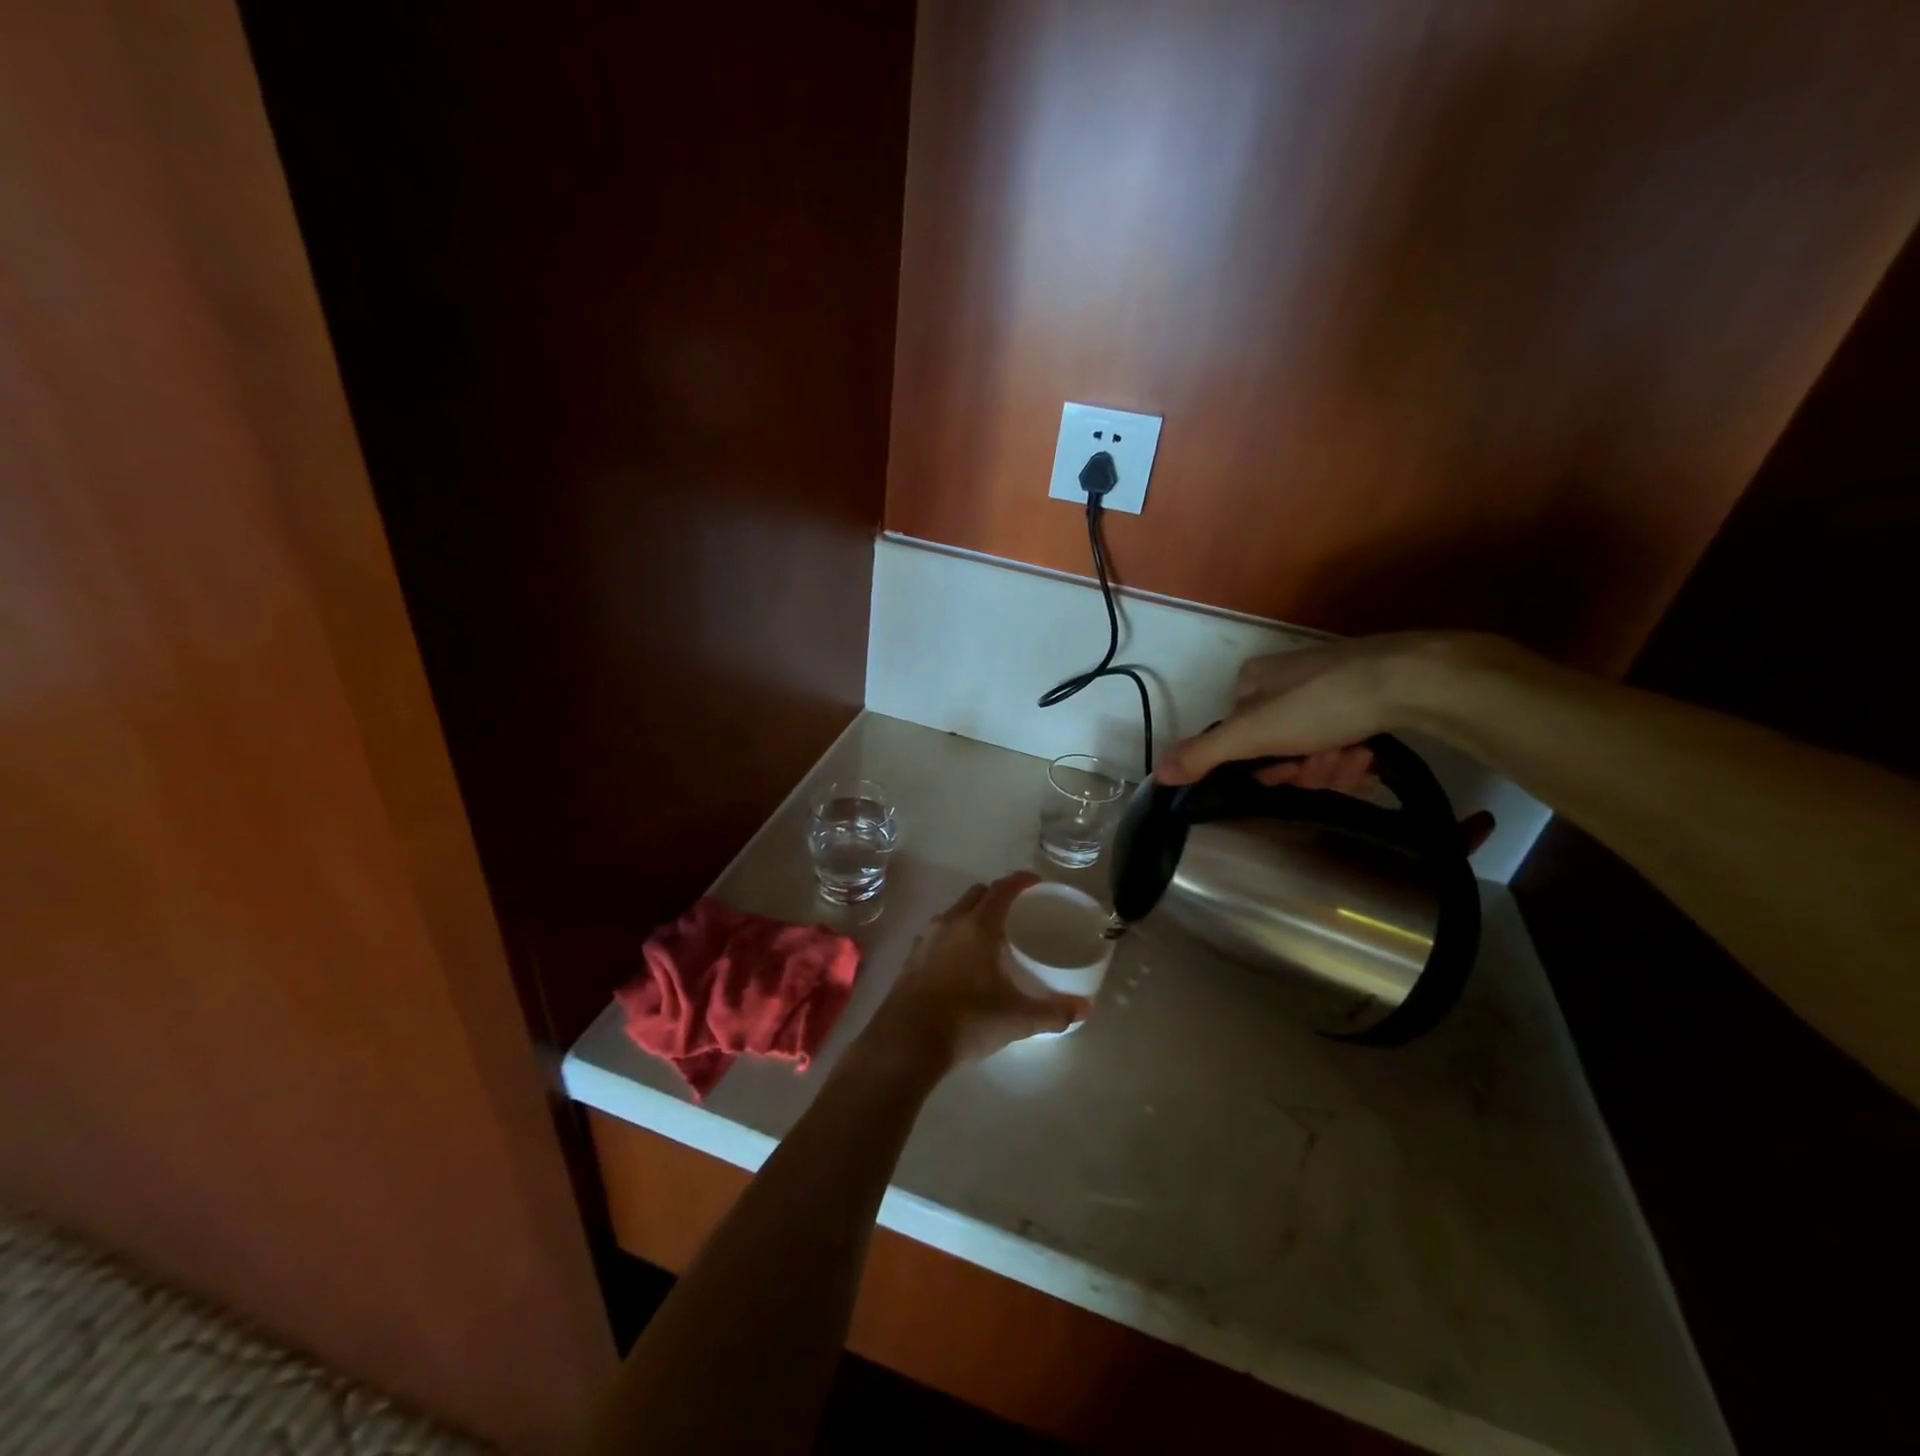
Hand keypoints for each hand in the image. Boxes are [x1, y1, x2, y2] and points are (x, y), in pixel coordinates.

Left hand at [858, 873, 1088, 1073]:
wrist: (906, 1042)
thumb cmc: (967, 1020)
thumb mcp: (1017, 1019)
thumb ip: (1053, 1012)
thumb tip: (1084, 1008)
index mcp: (978, 926)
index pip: (1003, 889)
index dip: (1021, 881)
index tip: (1036, 882)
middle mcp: (951, 923)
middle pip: (977, 894)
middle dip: (997, 895)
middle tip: (1017, 911)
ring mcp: (927, 939)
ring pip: (954, 913)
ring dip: (973, 915)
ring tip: (991, 937)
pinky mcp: (912, 958)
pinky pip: (938, 935)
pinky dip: (953, 937)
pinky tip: (962, 962)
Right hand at [1158, 631, 1503, 788]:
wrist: (1412, 679)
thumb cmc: (1321, 703)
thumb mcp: (1253, 733)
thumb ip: (1204, 754)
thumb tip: (1157, 774)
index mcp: (1250, 682)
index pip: (1238, 738)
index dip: (1261, 765)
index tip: (1285, 772)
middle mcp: (1283, 681)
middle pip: (1278, 748)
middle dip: (1303, 767)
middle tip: (1326, 764)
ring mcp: (1325, 687)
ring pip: (1313, 749)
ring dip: (1331, 766)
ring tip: (1355, 757)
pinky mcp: (1363, 697)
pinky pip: (1342, 739)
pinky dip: (1353, 754)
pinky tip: (1368, 752)